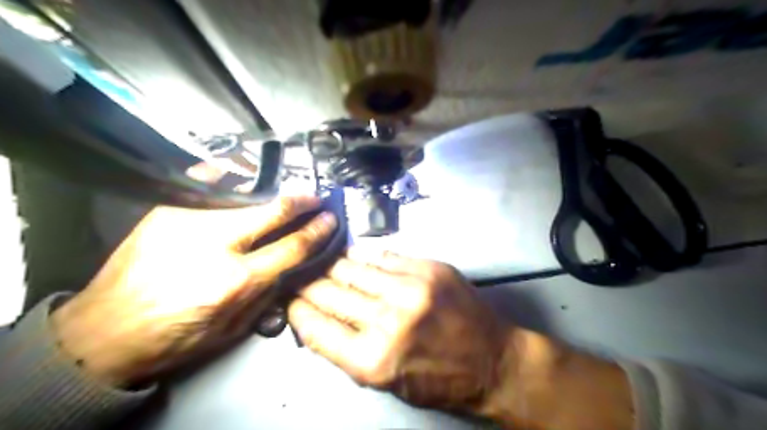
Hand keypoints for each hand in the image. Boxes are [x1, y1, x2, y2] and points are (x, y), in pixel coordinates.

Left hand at [49, 195, 334, 385]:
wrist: (101, 334)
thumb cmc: (171, 339)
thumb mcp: (231, 330)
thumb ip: (265, 294)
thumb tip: (286, 265)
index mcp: (234, 281)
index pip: (291, 247)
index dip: (316, 231)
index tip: (329, 220)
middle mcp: (214, 245)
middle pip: (271, 212)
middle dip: (300, 202)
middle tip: (315, 197)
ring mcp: (187, 222)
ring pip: (243, 195)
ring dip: (271, 190)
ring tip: (287, 189)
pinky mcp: (166, 212)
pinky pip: (208, 186)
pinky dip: (231, 178)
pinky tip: (245, 174)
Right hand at [287, 249, 513, 412]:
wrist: (491, 359)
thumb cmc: (436, 378)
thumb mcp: (385, 381)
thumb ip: (346, 350)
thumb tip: (316, 319)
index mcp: (373, 359)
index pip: (316, 328)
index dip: (297, 311)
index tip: (289, 300)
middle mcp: (388, 320)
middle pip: (330, 293)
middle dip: (309, 285)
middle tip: (299, 277)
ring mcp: (410, 288)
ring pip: (353, 268)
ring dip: (333, 267)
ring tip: (324, 264)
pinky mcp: (428, 268)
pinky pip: (382, 256)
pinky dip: (364, 258)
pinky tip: (356, 258)